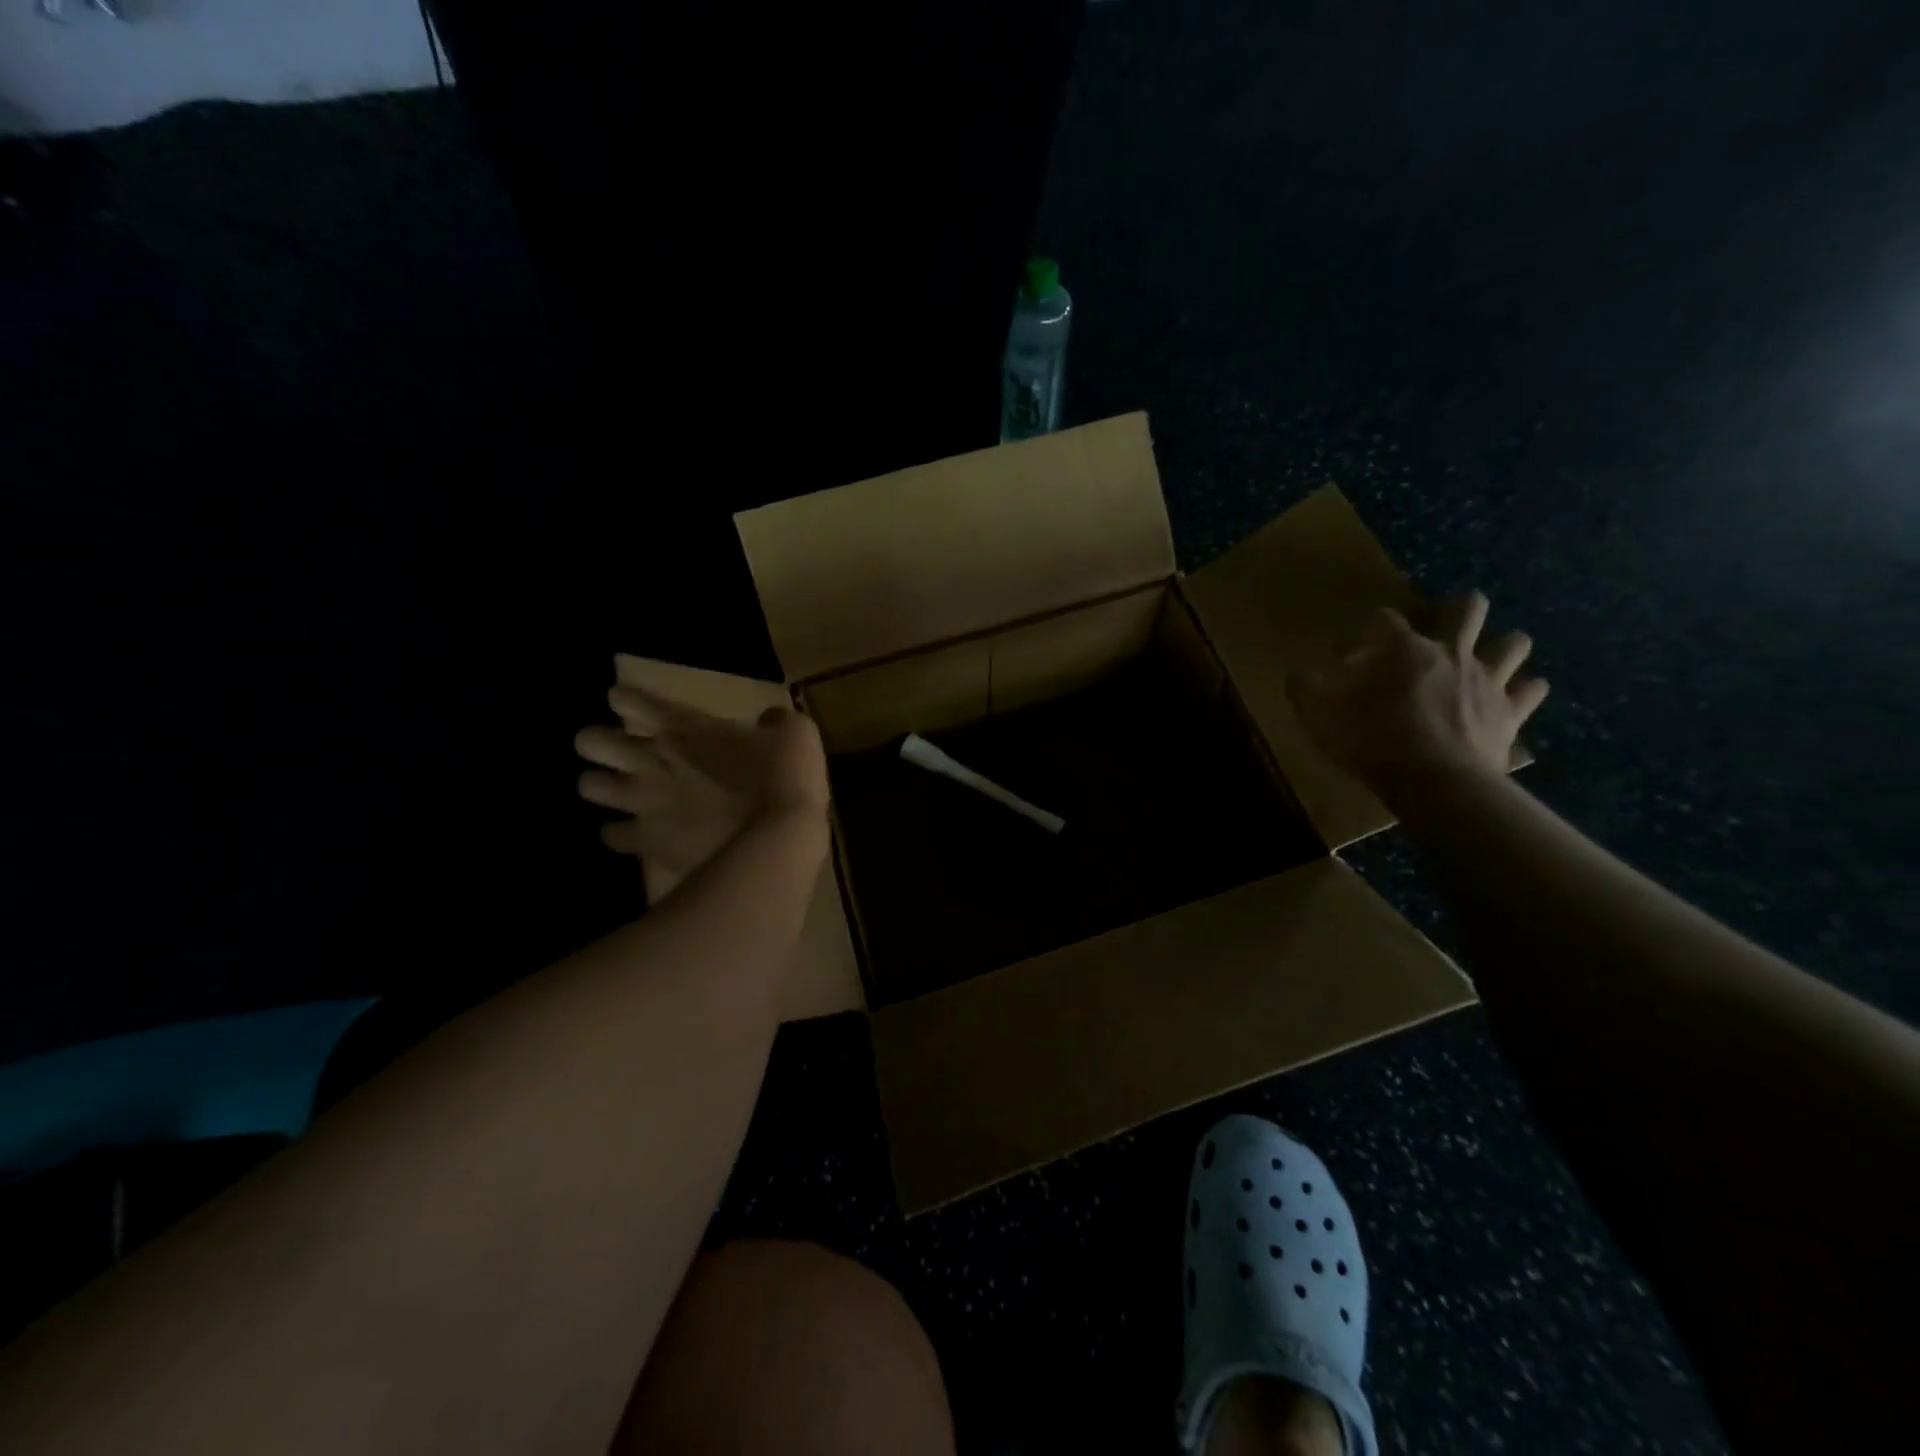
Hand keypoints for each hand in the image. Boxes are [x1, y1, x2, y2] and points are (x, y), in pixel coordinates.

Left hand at [574, 686, 828, 903]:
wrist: (778, 840)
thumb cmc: (787, 779)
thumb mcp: (796, 734)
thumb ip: (775, 722)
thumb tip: (769, 721)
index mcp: (686, 728)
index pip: (635, 702)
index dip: (624, 699)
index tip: (622, 700)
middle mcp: (654, 760)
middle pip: (593, 741)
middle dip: (596, 742)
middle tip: (612, 749)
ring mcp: (645, 803)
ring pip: (589, 787)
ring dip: (598, 786)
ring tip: (612, 791)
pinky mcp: (648, 842)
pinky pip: (613, 835)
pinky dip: (618, 833)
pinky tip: (630, 834)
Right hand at [1286, 590, 1547, 807]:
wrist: (1437, 785)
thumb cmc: (1375, 745)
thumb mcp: (1321, 719)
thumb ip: (1306, 691)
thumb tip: (1295, 674)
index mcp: (1405, 650)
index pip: (1385, 620)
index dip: (1364, 632)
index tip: (1346, 654)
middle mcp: (1452, 654)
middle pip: (1467, 609)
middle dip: (1456, 609)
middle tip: (1438, 626)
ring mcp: (1489, 681)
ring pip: (1513, 642)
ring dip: (1500, 645)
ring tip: (1484, 657)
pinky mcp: (1511, 712)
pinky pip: (1531, 690)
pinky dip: (1524, 690)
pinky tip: (1513, 695)